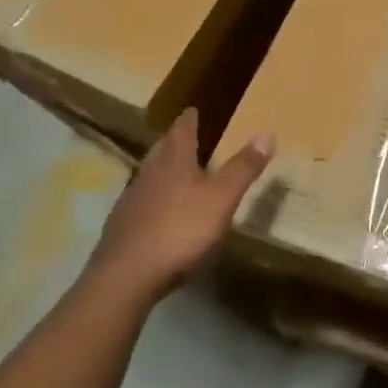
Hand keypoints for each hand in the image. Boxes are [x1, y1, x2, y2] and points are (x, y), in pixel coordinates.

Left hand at [84, 110, 274, 306]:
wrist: (125, 278)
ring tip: (173, 170)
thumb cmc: (179, 231)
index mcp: (173, 162)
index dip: (189, 120)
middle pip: (160, 150)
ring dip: (160, 169)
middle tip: (183, 135)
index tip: (192, 109)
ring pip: (147, 176)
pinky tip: (158, 212)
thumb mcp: (221, 198)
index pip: (181, 132)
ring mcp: (130, 202)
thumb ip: (243, 168)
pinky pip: (139, 203)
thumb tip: (266, 133)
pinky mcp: (121, 229)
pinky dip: (151, 199)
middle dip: (173, 141)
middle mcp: (148, 175)